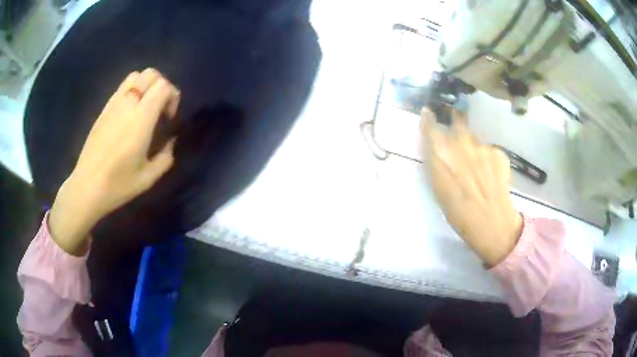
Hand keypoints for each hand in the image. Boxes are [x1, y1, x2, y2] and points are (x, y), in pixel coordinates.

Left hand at [49, 68, 180, 254]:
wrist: (86, 187)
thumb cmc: (117, 185)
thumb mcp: (148, 178)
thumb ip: (166, 157)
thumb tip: (170, 142)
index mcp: (140, 119)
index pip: (163, 86)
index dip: (172, 96)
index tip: (169, 118)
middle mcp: (127, 104)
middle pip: (150, 74)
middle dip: (162, 86)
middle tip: (160, 109)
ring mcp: (113, 104)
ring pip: (135, 76)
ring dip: (146, 85)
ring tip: (145, 107)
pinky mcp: (104, 109)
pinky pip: (122, 88)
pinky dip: (132, 91)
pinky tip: (129, 113)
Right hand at [420, 108, 522, 266]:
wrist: (492, 223)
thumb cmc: (459, 214)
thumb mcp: (439, 191)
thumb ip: (437, 165)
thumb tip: (436, 150)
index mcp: (443, 156)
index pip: (432, 128)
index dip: (429, 118)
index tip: (429, 112)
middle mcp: (462, 145)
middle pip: (458, 120)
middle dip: (455, 118)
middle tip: (455, 121)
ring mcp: (483, 147)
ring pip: (475, 138)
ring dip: (473, 144)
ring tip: (477, 164)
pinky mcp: (499, 153)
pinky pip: (489, 149)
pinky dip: (487, 157)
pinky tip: (490, 172)